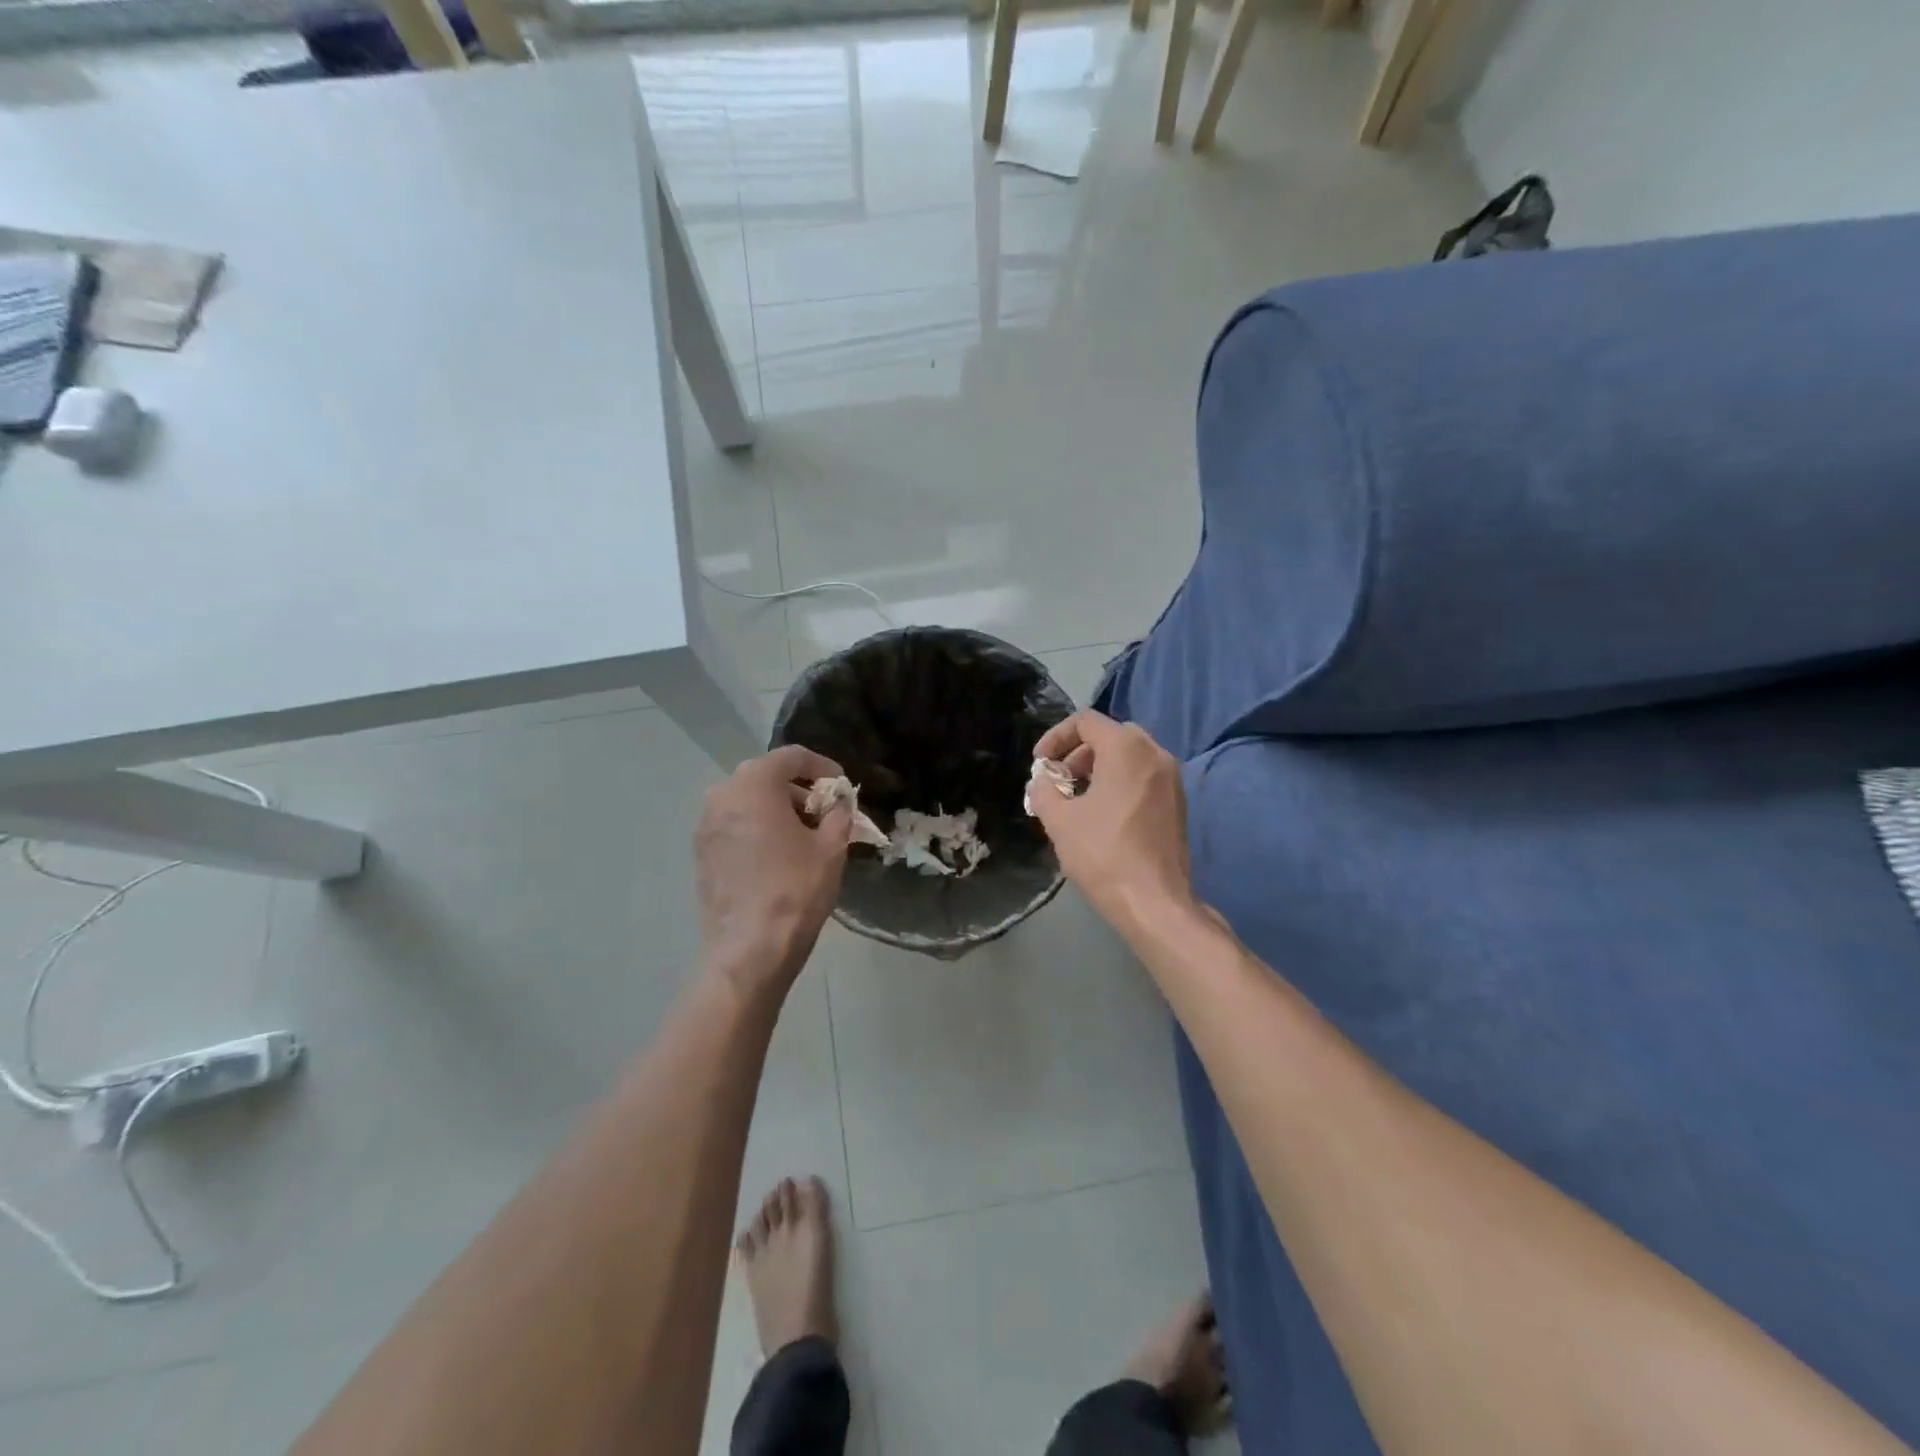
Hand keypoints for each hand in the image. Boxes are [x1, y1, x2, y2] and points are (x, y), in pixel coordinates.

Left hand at [695, 745, 852, 998]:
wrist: (749, 948)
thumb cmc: (795, 890)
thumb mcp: (831, 847)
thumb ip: (838, 814)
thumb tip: (839, 803)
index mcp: (754, 784)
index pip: (792, 756)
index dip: (822, 766)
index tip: (842, 786)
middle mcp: (722, 794)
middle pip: (766, 775)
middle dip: (799, 787)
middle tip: (825, 809)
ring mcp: (705, 824)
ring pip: (747, 799)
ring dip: (777, 807)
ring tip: (805, 832)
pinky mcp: (701, 851)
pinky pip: (734, 823)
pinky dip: (757, 825)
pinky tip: (779, 851)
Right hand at [1027, 711, 1196, 931]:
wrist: (1154, 902)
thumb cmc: (1103, 854)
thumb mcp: (1059, 821)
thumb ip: (1044, 791)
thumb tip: (1042, 782)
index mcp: (1126, 748)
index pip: (1085, 721)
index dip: (1055, 737)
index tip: (1040, 765)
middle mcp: (1155, 753)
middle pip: (1110, 735)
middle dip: (1078, 753)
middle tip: (1059, 780)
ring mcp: (1172, 779)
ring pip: (1130, 756)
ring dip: (1099, 768)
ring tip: (1077, 799)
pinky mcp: (1179, 803)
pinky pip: (1144, 776)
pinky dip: (1121, 782)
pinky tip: (1103, 814)